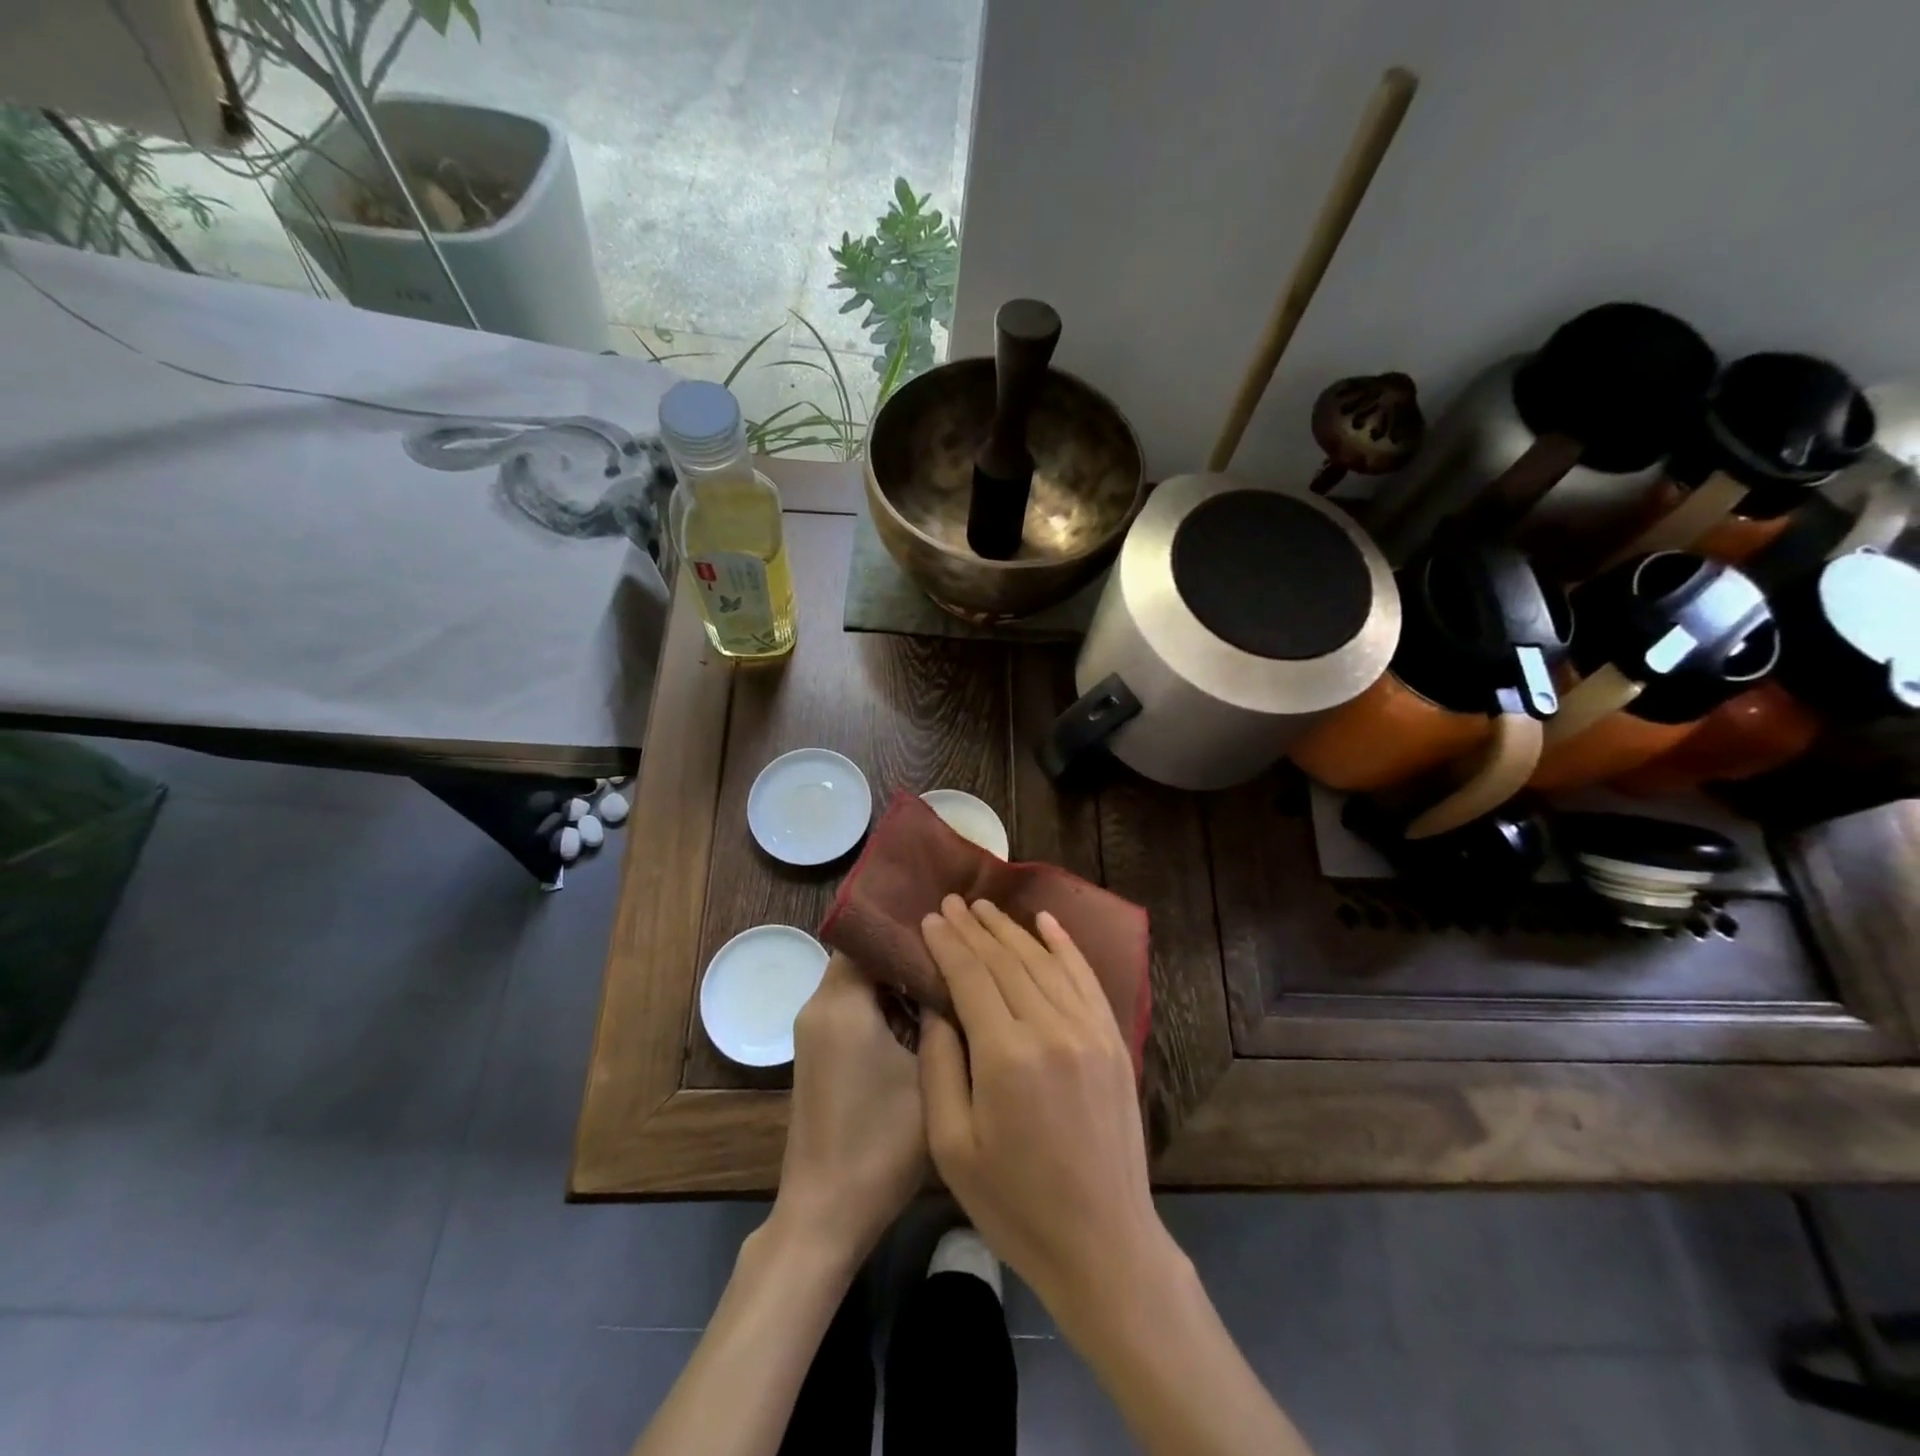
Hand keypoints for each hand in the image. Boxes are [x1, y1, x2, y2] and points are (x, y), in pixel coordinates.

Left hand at [775, 952, 926, 1262]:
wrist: (826, 1213)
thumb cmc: (881, 1142)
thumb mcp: (927, 1073)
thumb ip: (939, 1015)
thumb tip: (952, 971)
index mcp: (840, 1002)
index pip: (868, 934)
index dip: (905, 923)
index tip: (948, 920)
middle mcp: (819, 1007)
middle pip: (863, 956)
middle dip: (907, 949)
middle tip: (957, 946)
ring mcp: (816, 1032)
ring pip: (860, 982)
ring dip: (897, 979)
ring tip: (949, 975)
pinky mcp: (820, 1054)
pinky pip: (854, 1008)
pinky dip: (884, 1003)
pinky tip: (925, 1016)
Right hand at [917, 895, 1170, 1324]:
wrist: (1105, 1243)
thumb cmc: (1015, 1204)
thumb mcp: (951, 1147)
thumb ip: (939, 1067)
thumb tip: (936, 1008)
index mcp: (1007, 1055)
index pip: (971, 976)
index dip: (947, 943)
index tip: (929, 917)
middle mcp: (1052, 1028)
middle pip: (1007, 960)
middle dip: (975, 928)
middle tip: (952, 902)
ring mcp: (1091, 1030)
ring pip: (1044, 961)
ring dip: (1012, 930)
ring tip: (985, 907)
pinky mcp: (1115, 1040)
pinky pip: (1086, 977)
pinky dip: (1065, 945)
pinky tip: (1047, 922)